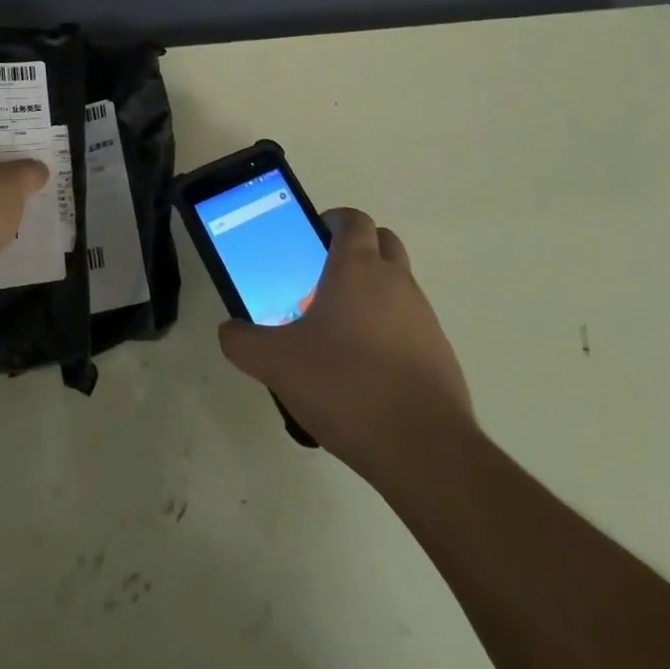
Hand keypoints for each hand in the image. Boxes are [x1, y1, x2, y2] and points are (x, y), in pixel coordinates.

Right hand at [218, 208, 473, 482]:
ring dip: (374, 292)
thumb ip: (243, 342)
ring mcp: (424, 317)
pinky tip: (367, 371)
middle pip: (383, 241)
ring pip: (399, 284)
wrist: (422, 449)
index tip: (313, 237)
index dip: (334, 220)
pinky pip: (411, 325)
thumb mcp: (276, 364)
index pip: (353, 219)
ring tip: (341, 331)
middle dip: (358, 249)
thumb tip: (229, 330)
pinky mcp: (440, 353)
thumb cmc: (345, 386)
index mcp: (357, 268)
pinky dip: (391, 331)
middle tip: (324, 277)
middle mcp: (396, 281)